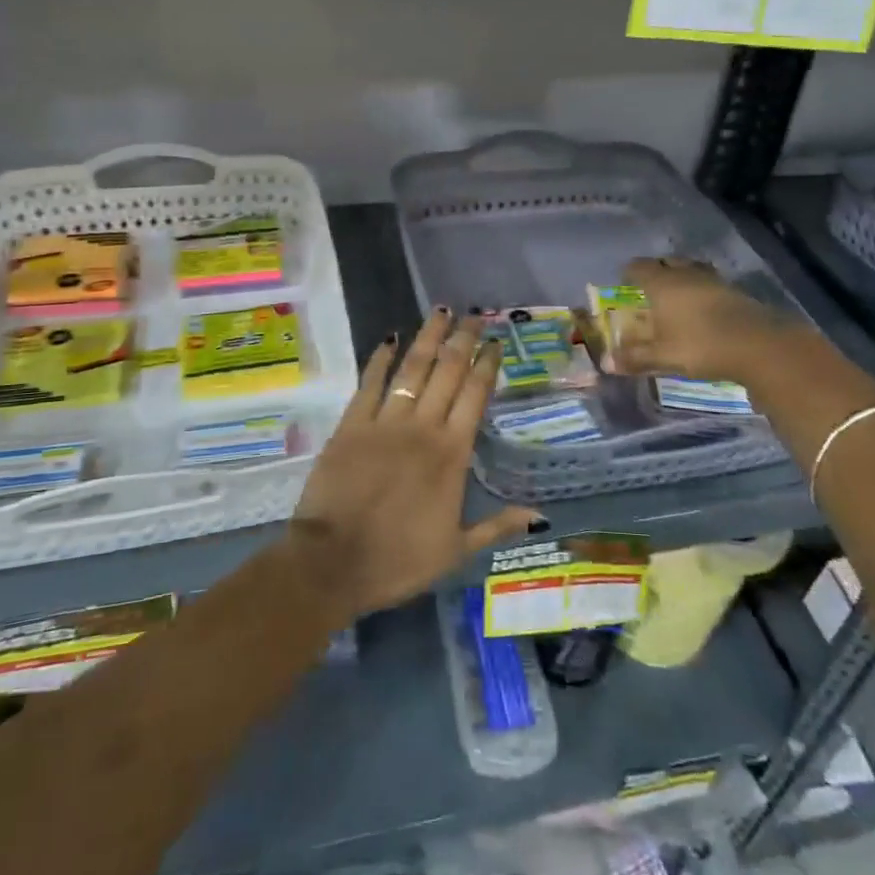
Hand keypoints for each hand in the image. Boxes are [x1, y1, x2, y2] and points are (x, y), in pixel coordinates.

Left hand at [290, 310, 537, 616]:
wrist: (334, 563)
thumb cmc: (399, 560)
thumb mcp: (456, 550)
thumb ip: (497, 525)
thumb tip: (540, 515)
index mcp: (452, 454)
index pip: (475, 396)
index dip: (487, 366)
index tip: (496, 342)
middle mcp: (423, 428)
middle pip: (448, 372)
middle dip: (463, 340)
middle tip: (474, 315)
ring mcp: (385, 422)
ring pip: (412, 369)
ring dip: (428, 338)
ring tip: (440, 311)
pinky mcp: (351, 424)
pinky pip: (369, 383)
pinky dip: (380, 359)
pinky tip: (389, 338)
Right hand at [606, 257, 799, 384]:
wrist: (758, 345)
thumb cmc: (700, 345)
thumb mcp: (663, 356)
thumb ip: (635, 357)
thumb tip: (606, 362)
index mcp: (662, 284)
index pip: (639, 267)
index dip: (629, 272)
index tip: (624, 280)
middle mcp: (686, 275)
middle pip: (667, 262)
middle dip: (657, 270)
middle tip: (649, 285)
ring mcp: (713, 280)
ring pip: (691, 269)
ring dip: (682, 276)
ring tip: (677, 292)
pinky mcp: (735, 291)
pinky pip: (710, 282)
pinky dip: (701, 289)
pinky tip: (702, 306)